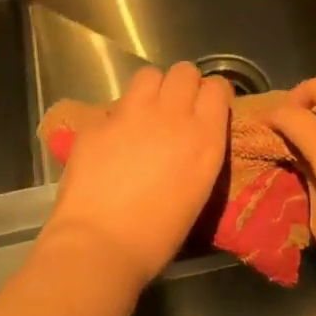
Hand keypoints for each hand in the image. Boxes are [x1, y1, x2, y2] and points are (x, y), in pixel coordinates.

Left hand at [38, 63, 232, 290]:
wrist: (100, 244)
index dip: (212, 94)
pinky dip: (117, 116)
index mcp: (204, 137)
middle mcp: (172, 114)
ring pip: (149, 75)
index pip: (217, 87)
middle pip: (184, 71)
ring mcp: (132, 113)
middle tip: (175, 108)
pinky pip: (114, 104)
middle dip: (182, 85)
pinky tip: (111, 138)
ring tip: (144, 113)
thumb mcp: (197, 190)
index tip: (207, 107)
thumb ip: (198, 152)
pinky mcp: (98, 120)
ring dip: (151, 90)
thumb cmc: (158, 236)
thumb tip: (189, 139)